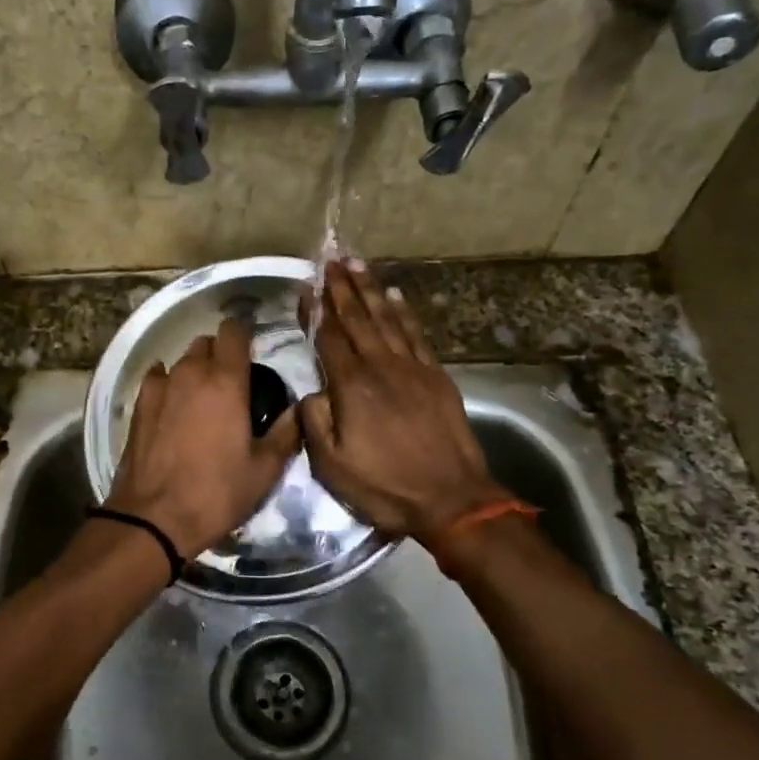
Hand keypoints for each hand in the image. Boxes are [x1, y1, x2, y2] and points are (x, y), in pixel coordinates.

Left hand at [105, 317, 302, 558]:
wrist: (154, 518)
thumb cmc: (217, 493)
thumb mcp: (264, 470)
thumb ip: (286, 432)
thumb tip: (300, 409)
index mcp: (226, 382)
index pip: (234, 332)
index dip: (245, 336)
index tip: (253, 355)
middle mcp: (191, 373)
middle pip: (206, 343)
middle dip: (220, 354)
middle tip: (232, 385)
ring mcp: (160, 387)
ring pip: (180, 360)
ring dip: (194, 370)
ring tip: (203, 400)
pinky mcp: (138, 405)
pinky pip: (157, 378)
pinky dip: (168, 383)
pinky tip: (173, 405)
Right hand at [299, 260, 507, 539]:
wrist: (451, 499)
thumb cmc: (385, 486)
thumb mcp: (332, 466)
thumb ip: (315, 422)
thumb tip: (311, 392)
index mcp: (352, 387)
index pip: (328, 338)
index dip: (316, 311)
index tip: (307, 286)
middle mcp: (381, 367)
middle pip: (357, 319)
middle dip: (341, 288)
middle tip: (330, 260)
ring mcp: (412, 369)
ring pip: (387, 320)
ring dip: (370, 290)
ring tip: (357, 265)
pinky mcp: (436, 377)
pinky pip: (416, 335)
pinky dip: (405, 313)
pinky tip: (396, 296)